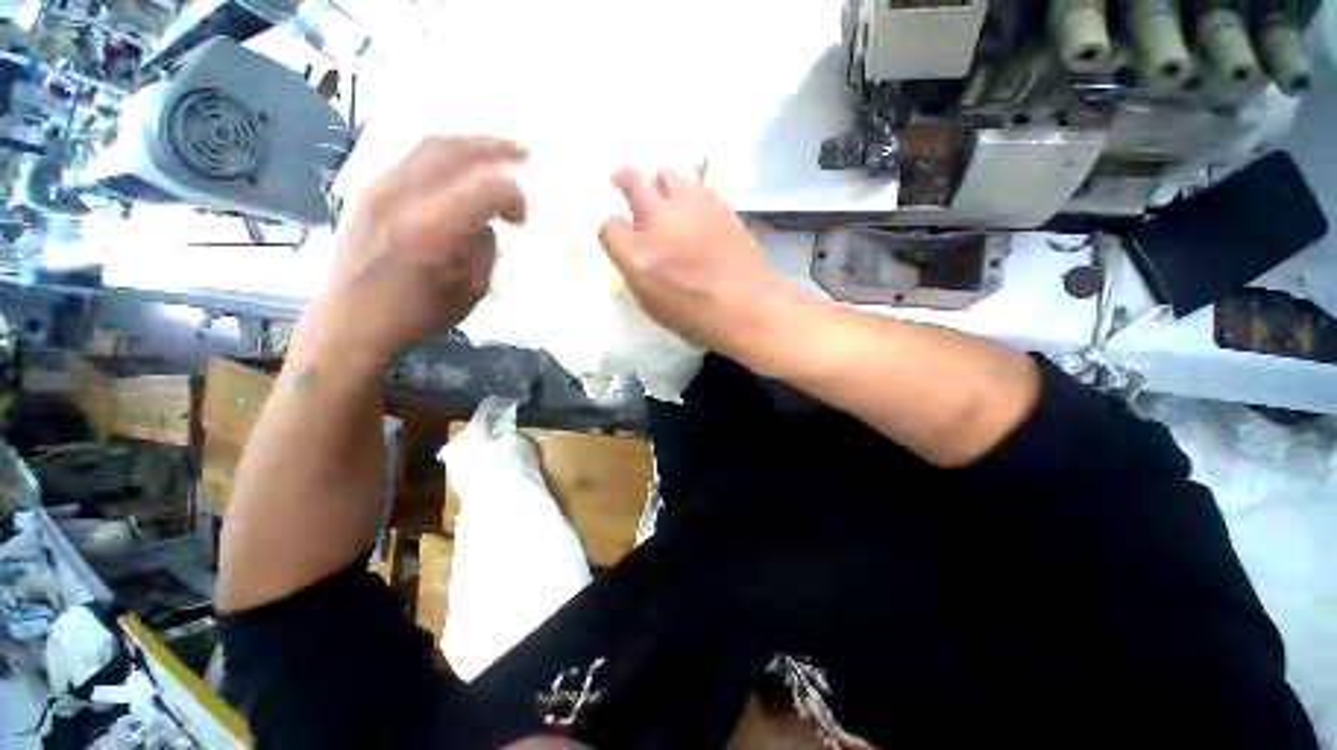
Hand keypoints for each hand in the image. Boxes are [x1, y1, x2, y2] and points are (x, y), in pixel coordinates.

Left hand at [310, 136, 526, 364]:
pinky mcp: (368, 190)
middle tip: (524, 153)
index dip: (513, 196)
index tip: (522, 220)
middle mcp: (402, 198)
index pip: (485, 188)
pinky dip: (445, 155)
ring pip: (431, 146)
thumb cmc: (418, 314)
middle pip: (455, 151)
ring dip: (470, 145)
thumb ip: (483, 248)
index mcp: (433, 230)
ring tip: (496, 150)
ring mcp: (379, 188)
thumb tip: (486, 224)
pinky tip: (461, 165)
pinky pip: (412, 157)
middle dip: (496, 149)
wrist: (351, 320)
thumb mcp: (470, 290)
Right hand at [598, 167, 786, 356]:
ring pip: (668, 171)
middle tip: (622, 180)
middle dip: (623, 178)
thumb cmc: (698, 318)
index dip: (614, 229)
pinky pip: (698, 184)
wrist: (748, 307)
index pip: (609, 226)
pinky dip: (691, 191)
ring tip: (665, 191)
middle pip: (632, 181)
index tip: (622, 234)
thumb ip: (638, 273)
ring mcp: (690, 208)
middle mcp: (659, 223)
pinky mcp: (718, 204)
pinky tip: (695, 206)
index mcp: (638, 256)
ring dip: (661, 180)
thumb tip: (636, 254)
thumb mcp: (653, 306)